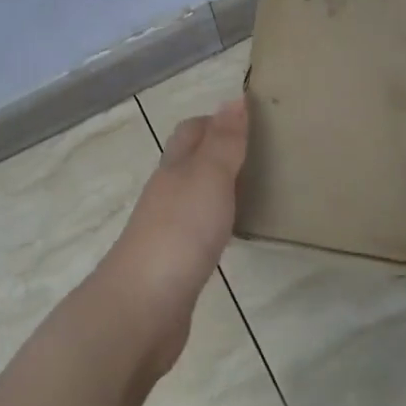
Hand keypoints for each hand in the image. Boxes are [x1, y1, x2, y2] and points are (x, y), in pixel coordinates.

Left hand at [94, 99, 248, 375]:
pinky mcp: (175, 264)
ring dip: (219, 188)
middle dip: (219, 151)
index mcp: (174, 168)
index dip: (216, 121)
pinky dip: (217, 222)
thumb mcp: (208, 178)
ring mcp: (167, 230)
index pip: (191, 132)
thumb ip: (223, 142)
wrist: (143, 307)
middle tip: (262, 152)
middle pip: (190, 161)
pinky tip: (235, 233)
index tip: (252, 119)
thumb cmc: (179, 234)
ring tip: (258, 188)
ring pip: (194, 196)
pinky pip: (198, 231)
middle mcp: (167, 194)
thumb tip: (234, 99)